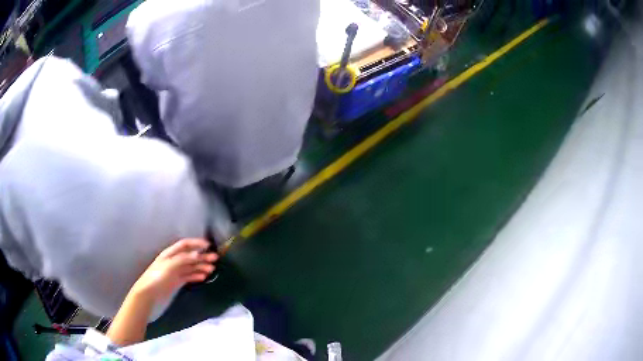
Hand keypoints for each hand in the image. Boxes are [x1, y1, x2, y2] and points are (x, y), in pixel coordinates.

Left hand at [130, 238, 217, 302]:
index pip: (185, 245)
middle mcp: (173, 261)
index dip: (196, 243)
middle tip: (215, 259)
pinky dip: (197, 276)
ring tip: (211, 270)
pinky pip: (189, 276)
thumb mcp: (170, 266)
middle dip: (202, 257)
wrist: (148, 293)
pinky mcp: (176, 281)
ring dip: (201, 267)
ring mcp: (175, 272)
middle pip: (190, 256)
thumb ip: (184, 260)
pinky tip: (203, 277)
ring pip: (191, 267)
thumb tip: (198, 254)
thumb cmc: (157, 277)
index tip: (208, 246)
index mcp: (170, 254)